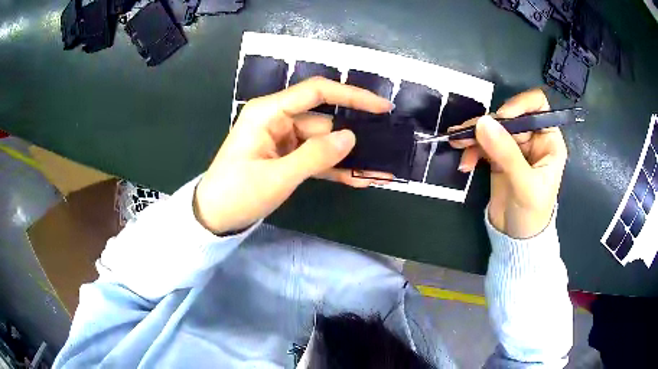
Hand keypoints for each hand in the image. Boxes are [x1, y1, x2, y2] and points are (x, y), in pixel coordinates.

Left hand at [194, 77, 392, 233]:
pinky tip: (359, 178)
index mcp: (269, 112)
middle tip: (386, 149)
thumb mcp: (277, 177)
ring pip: (323, 142)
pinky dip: (334, 168)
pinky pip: (315, 158)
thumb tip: (351, 137)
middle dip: (354, 136)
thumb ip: (315, 156)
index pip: (316, 92)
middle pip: (324, 121)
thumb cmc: (236, 194)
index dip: (352, 95)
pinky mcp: (285, 157)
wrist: (213, 218)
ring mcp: (282, 139)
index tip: (381, 107)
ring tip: (379, 170)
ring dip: (348, 157)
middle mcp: (277, 119)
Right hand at [450, 89, 567, 238]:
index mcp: (548, 140)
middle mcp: (532, 139)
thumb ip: (506, 153)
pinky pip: (483, 144)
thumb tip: (482, 122)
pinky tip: (465, 164)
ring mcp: (514, 147)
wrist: (516, 238)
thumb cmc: (532, 213)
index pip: (537, 106)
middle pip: (509, 117)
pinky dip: (472, 150)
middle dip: (488, 124)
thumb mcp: (524, 184)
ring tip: (456, 143)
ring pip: (493, 129)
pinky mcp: (498, 157)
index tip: (501, 118)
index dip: (520, 105)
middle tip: (466, 135)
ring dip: (474, 135)